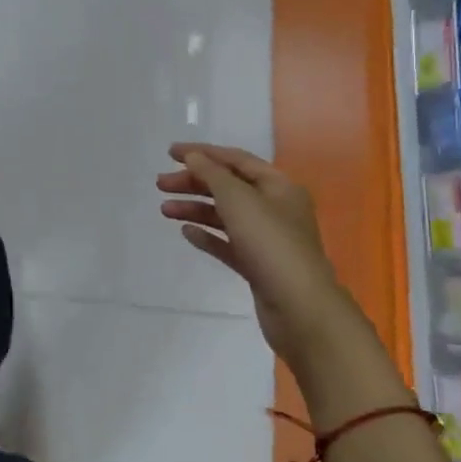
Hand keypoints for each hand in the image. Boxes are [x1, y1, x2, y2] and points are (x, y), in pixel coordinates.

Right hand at [157, 143, 367, 361]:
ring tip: (165, 211)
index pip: (236, 159)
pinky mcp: (258, 265)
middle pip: (228, 187)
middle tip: (160, 185)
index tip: (169, 153)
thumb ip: (212, 174)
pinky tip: (186, 233)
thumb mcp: (239, 200)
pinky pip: (227, 243)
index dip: (203, 153)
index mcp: (278, 186)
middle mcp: (275, 208)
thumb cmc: (271, 244)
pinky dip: (207, 235)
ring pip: (225, 215)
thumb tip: (193, 157)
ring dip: (195, 209)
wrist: (300, 309)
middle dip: (194, 183)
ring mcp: (267, 239)